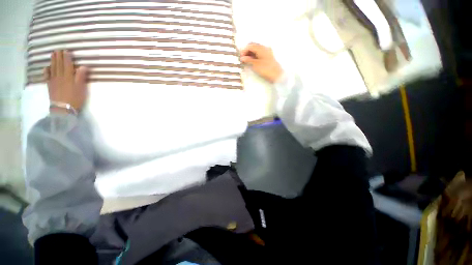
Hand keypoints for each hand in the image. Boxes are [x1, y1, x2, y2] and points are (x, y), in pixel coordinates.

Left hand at [44, 50, 88, 111]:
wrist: (63, 108)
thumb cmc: (75, 98)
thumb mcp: (81, 88)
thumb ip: (81, 77)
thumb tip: (83, 66)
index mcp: (68, 76)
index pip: (67, 64)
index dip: (67, 57)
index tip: (66, 51)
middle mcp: (60, 76)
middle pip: (59, 65)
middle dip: (58, 57)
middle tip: (58, 50)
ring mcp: (53, 81)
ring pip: (53, 68)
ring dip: (53, 61)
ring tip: (52, 54)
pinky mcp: (50, 86)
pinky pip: (47, 76)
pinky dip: (46, 71)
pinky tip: (46, 67)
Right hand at [240, 43, 283, 82]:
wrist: (277, 75)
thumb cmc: (266, 69)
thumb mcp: (255, 65)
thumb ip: (248, 60)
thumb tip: (242, 58)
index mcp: (261, 48)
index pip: (250, 46)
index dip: (244, 50)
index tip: (240, 57)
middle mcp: (264, 48)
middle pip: (253, 46)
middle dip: (247, 51)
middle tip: (242, 58)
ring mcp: (267, 52)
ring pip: (256, 50)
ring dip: (250, 54)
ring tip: (246, 61)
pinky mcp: (268, 57)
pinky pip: (259, 54)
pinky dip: (254, 56)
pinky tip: (252, 62)